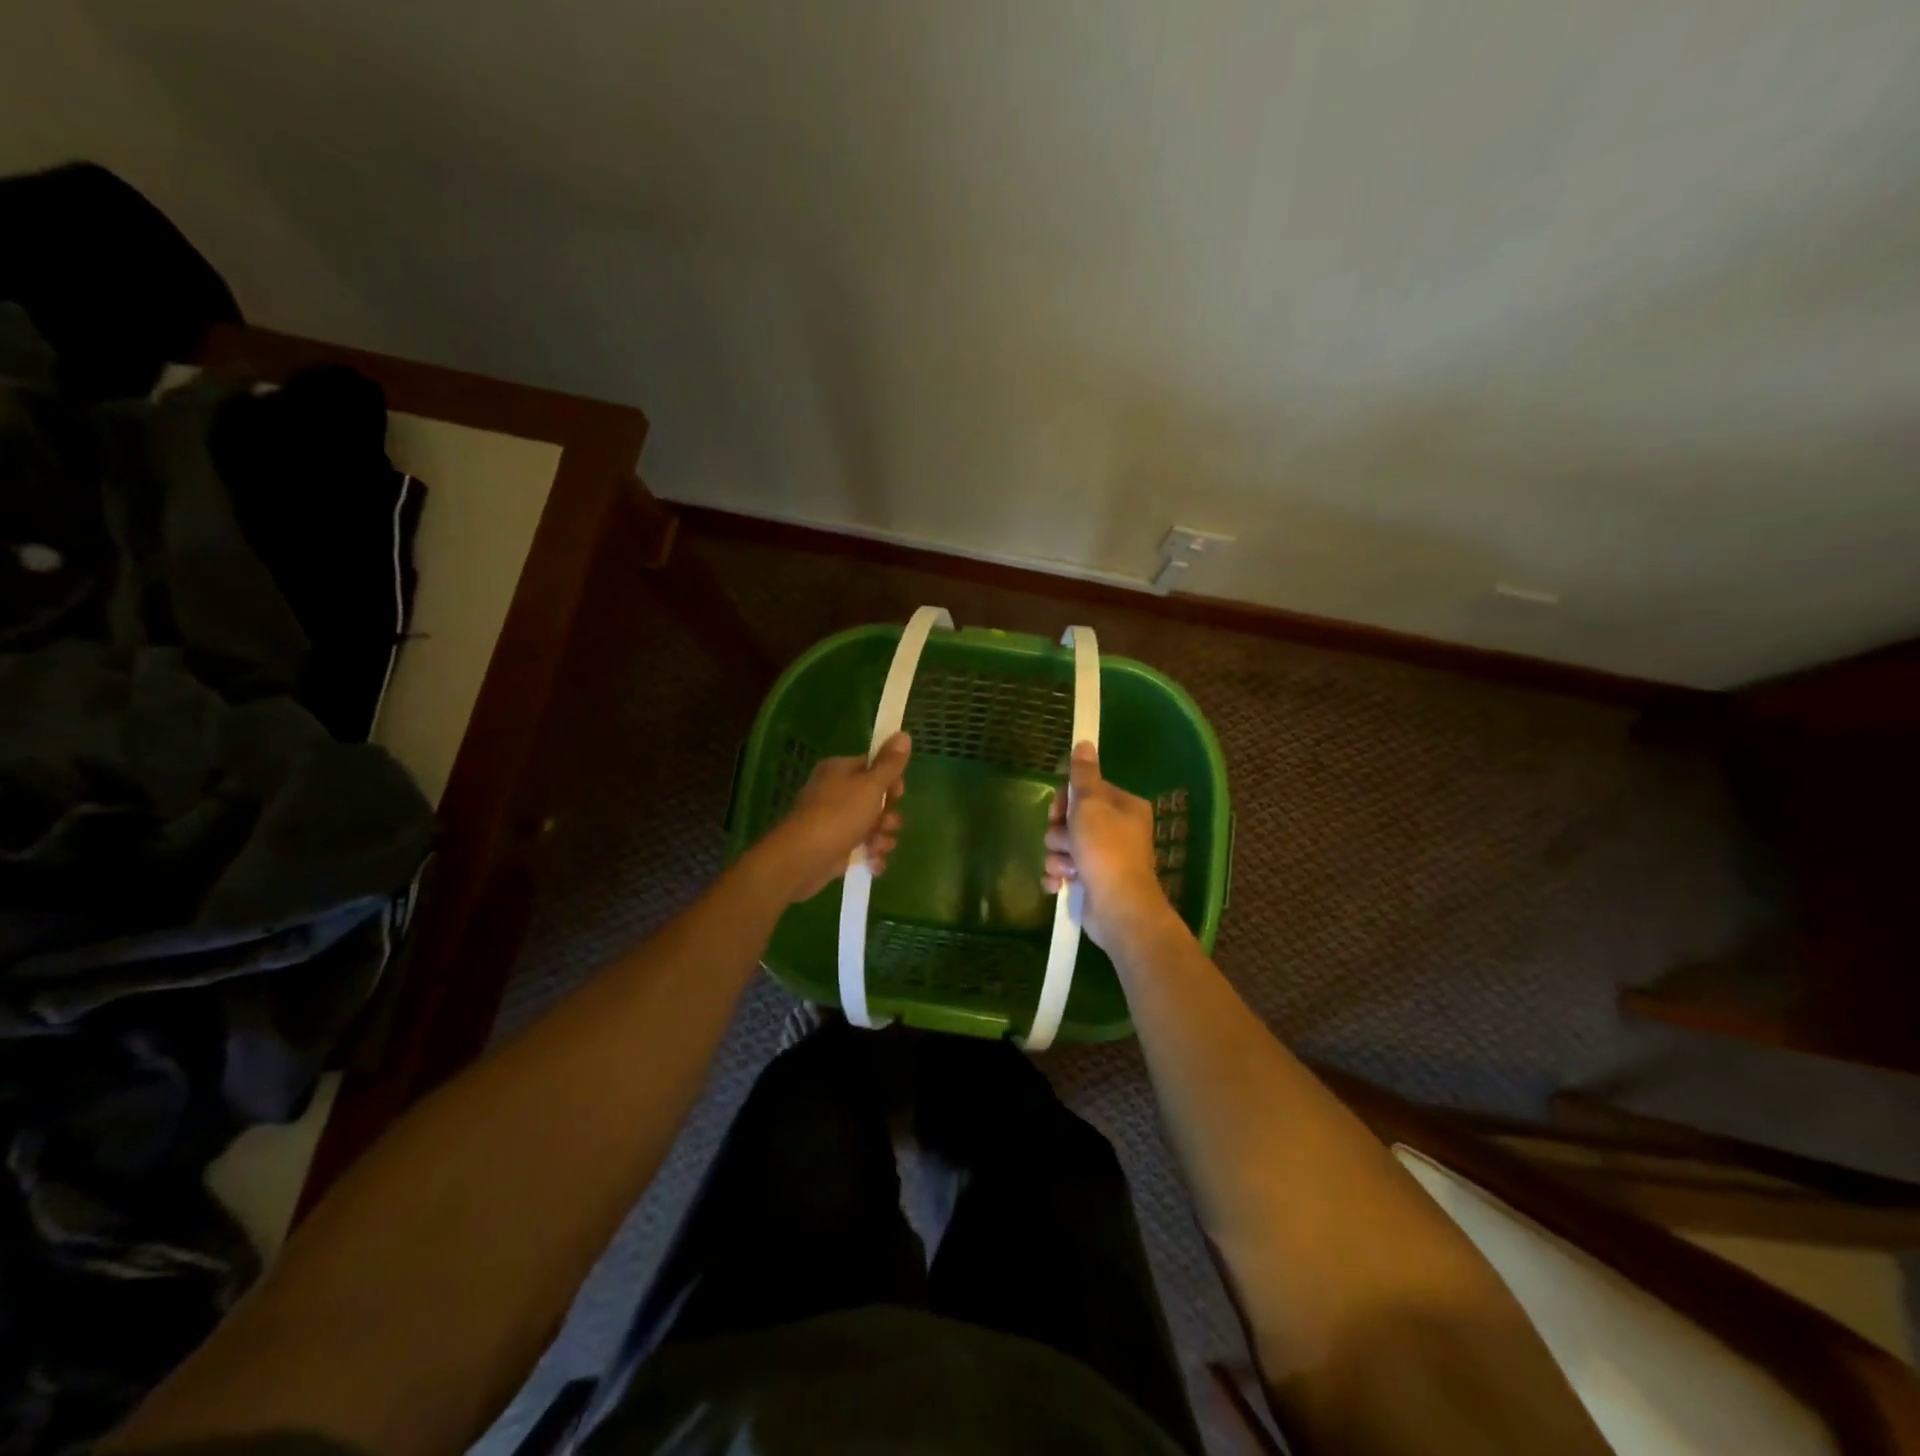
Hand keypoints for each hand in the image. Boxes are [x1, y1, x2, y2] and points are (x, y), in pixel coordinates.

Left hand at [760, 733, 909, 902]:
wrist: (803, 858)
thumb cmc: (839, 815)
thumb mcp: (871, 786)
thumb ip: (890, 763)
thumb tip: (903, 734)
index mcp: (841, 771)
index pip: (874, 768)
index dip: (891, 782)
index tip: (897, 794)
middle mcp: (836, 792)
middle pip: (876, 800)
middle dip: (888, 816)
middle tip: (885, 824)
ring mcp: (835, 821)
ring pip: (872, 826)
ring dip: (882, 838)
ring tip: (876, 847)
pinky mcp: (835, 847)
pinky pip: (862, 847)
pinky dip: (870, 855)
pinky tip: (873, 863)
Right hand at [1042, 742, 1175, 951]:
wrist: (1118, 907)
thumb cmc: (1106, 849)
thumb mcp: (1091, 804)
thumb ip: (1083, 775)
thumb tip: (1084, 742)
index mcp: (1123, 807)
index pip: (1084, 792)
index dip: (1065, 801)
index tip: (1059, 812)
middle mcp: (1116, 830)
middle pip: (1070, 820)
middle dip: (1060, 833)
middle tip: (1067, 842)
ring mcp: (1104, 858)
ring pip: (1063, 846)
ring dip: (1057, 857)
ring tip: (1067, 868)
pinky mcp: (1092, 882)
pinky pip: (1064, 871)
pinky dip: (1058, 877)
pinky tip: (1059, 885)